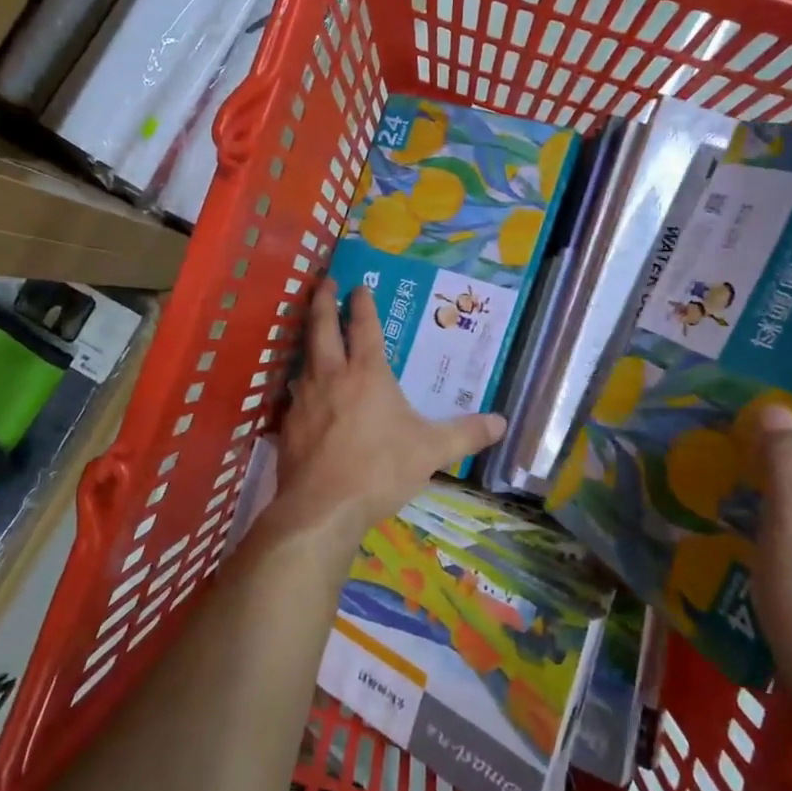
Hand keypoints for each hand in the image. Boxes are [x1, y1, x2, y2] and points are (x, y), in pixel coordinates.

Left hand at [263, 284, 505, 553]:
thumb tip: (502, 422)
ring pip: (305, 358)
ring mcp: (305, 399)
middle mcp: (332, 376)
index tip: (359, 285)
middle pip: (322, 328)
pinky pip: (296, 393)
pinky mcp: (289, 425)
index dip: (362, 303)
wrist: (322, 508)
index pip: (364, 327)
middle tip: (323, 282)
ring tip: (313, 333)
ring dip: (309, 340)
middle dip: (323, 302)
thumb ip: (466, 434)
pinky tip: (306, 393)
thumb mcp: (431, 451)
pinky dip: (303, 383)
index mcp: (368, 374)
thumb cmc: (380, 469)